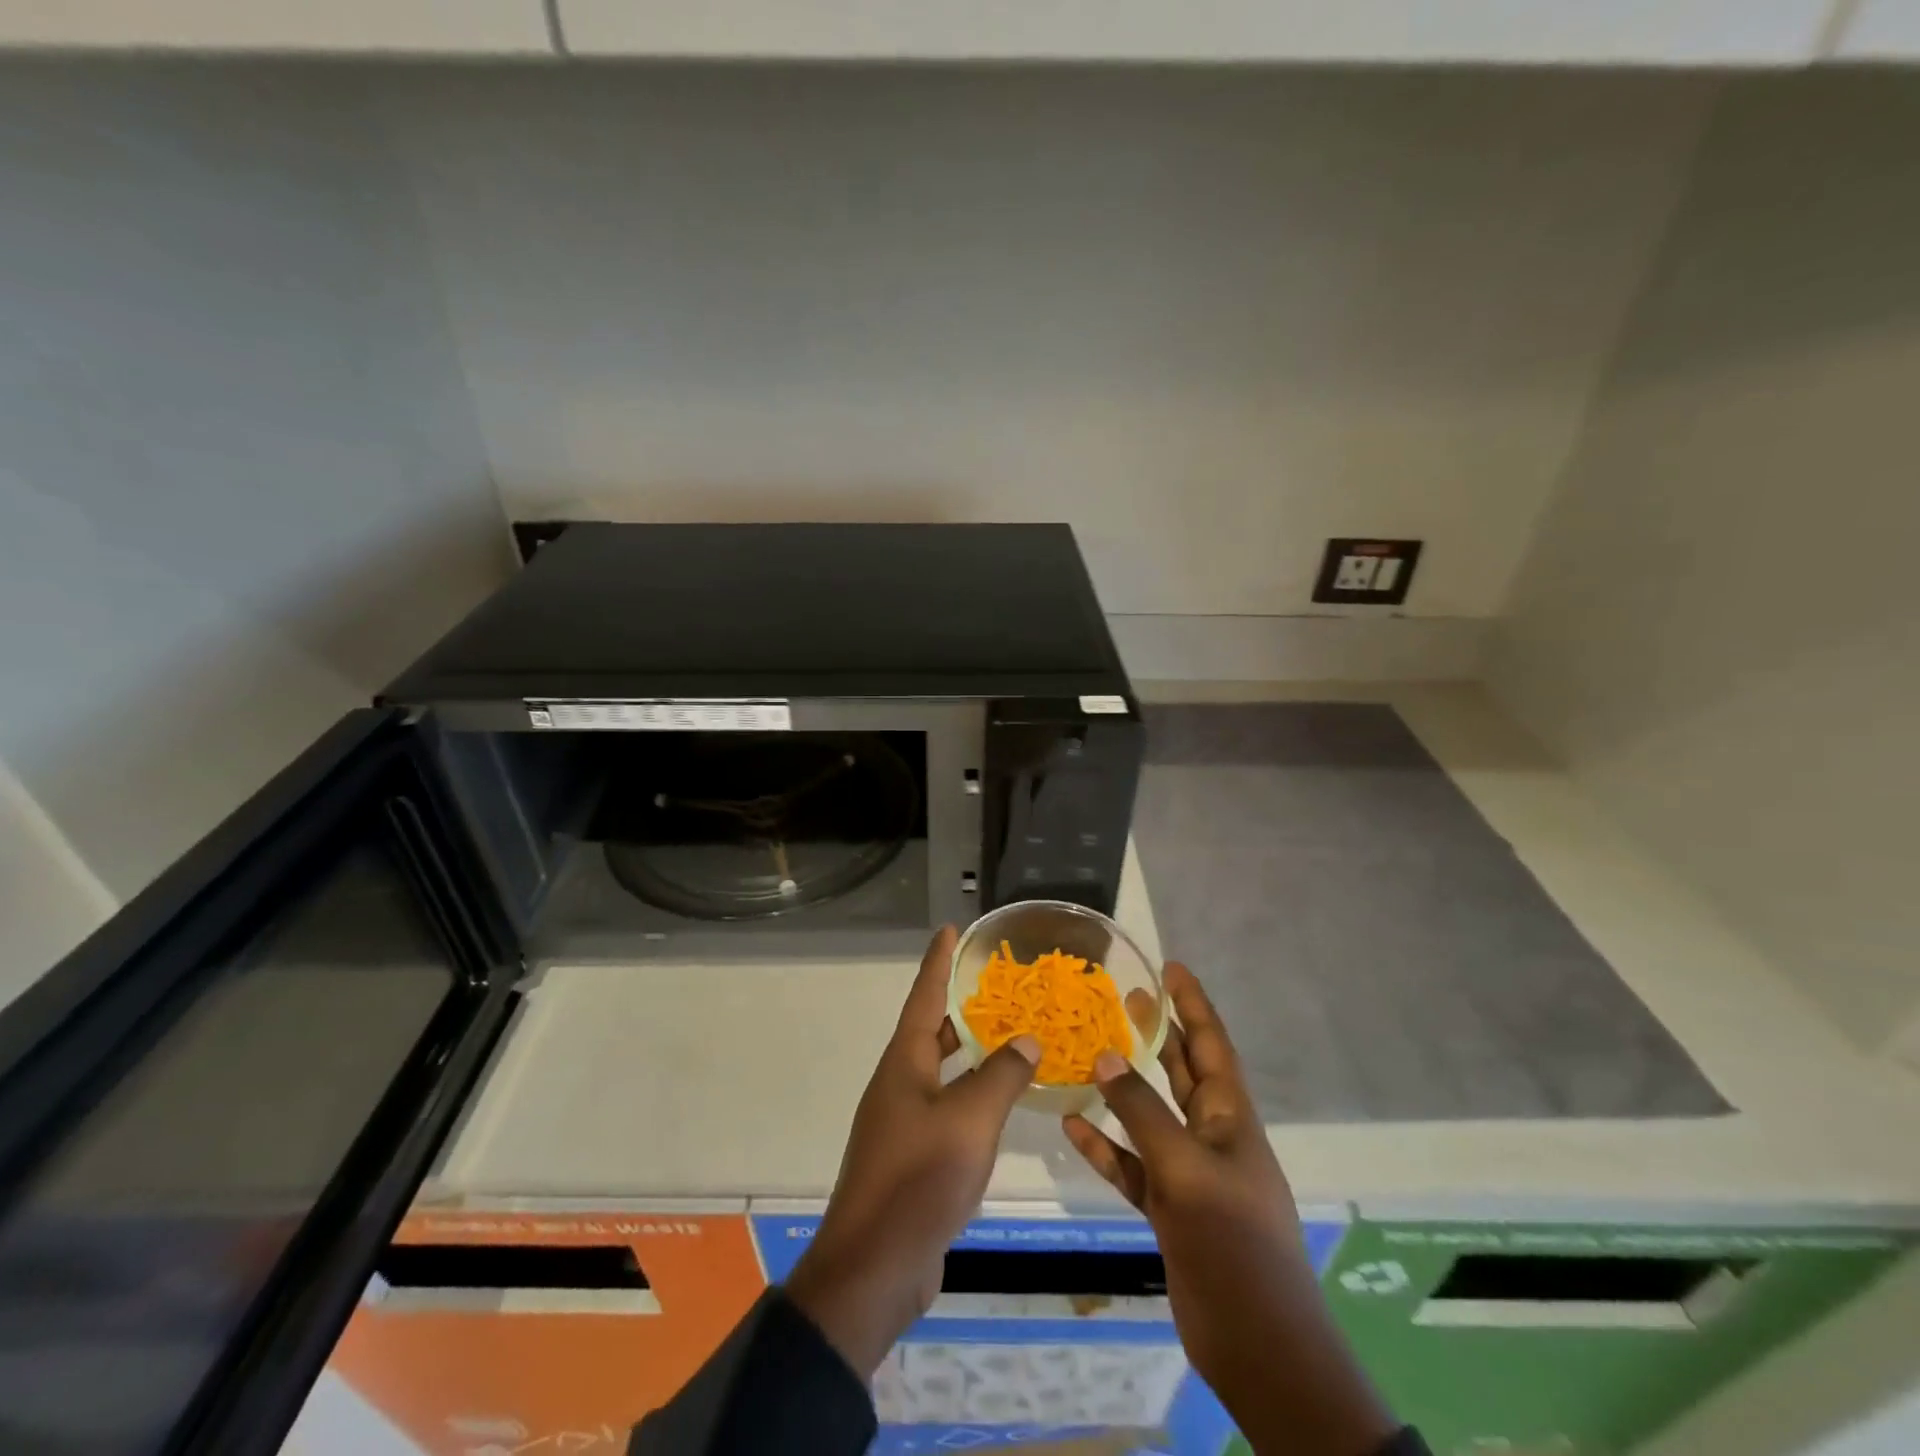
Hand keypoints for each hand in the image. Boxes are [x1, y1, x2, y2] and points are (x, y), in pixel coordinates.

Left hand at [786, 925, 1039, 1378]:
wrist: (875, 1266)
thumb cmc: (919, 1177)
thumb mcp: (969, 1119)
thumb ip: (1002, 1076)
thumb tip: (1026, 1039)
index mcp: (904, 1063)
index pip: (924, 996)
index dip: (938, 961)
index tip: (951, 929)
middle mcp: (900, 1083)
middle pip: (931, 1031)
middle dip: (960, 1005)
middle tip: (996, 983)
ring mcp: (903, 1121)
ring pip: (942, 1071)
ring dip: (971, 1051)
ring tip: (1008, 1033)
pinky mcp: (913, 1156)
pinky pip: (948, 1107)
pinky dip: (974, 1094)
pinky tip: (1001, 1101)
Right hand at [1063, 963, 1395, 1455]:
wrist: (1258, 1347)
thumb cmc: (1234, 1245)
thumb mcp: (1186, 1170)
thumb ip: (1143, 1112)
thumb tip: (1103, 1058)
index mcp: (1231, 1118)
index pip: (1212, 1044)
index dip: (1193, 1004)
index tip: (1170, 967)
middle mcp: (1212, 1137)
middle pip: (1183, 1071)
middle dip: (1159, 1033)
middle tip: (1125, 997)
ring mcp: (1190, 1174)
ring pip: (1152, 1115)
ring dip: (1125, 1086)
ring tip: (1091, 1050)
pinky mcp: (1169, 1210)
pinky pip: (1131, 1165)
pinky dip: (1105, 1145)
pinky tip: (1071, 1127)